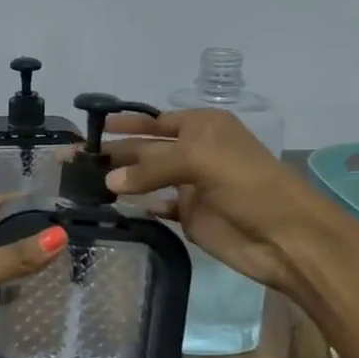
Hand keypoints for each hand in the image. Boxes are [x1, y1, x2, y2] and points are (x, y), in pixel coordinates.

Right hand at [103, 108, 349, 297]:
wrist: (286, 236)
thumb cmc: (247, 184)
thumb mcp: (199, 159)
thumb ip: (151, 166)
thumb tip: (109, 182)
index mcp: (202, 126)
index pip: (154, 121)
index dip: (124, 124)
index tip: (90, 128)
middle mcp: (195, 152)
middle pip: (146, 148)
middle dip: (114, 151)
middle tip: (72, 157)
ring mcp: (192, 185)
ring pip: (148, 179)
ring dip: (121, 180)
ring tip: (82, 182)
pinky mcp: (191, 216)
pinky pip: (158, 207)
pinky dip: (140, 206)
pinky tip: (118, 206)